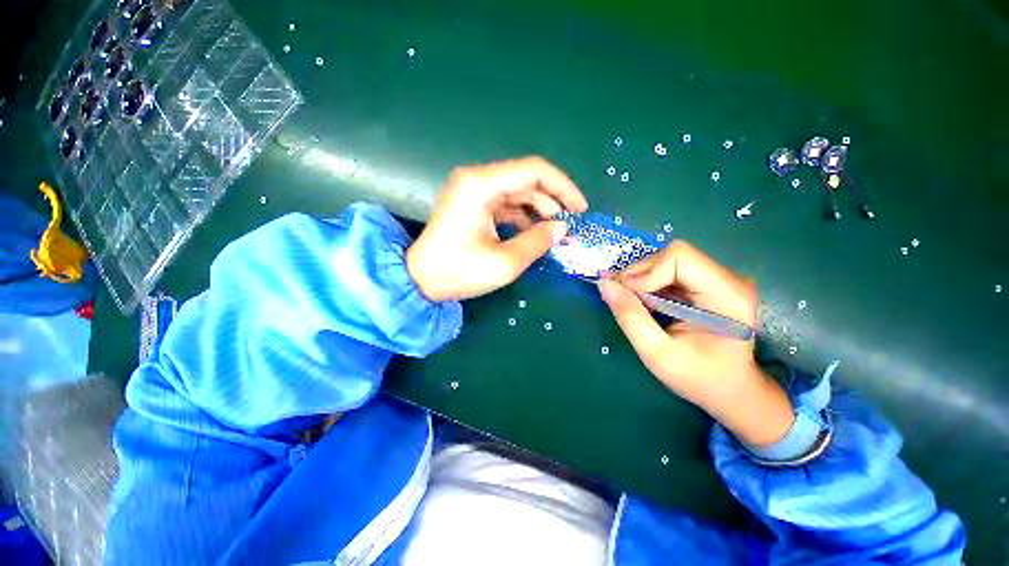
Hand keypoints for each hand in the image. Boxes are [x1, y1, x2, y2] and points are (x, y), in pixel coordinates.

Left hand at [407, 157, 588, 301]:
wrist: (420, 280)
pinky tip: (535, 232)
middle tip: (571, 225)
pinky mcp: (474, 204)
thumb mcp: (504, 263)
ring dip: (540, 209)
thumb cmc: (458, 272)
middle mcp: (477, 180)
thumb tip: (562, 228)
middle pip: (527, 179)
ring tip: (556, 231)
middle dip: (553, 201)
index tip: (580, 209)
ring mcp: (474, 191)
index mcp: (481, 185)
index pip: (533, 170)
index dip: (563, 187)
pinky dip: (524, 216)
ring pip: (518, 191)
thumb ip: (537, 242)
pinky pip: (507, 203)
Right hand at [598, 241, 793, 446]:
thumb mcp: (656, 353)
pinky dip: (649, 284)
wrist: (730, 390)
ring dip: (641, 280)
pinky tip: (645, 303)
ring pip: (666, 261)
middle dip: (639, 275)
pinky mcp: (707, 283)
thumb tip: (604, 284)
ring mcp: (718, 279)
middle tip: (622, 300)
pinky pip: (668, 271)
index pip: (679, 258)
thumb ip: (629, 317)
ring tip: (634, 305)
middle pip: (671, 256)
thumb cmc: (698, 378)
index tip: (626, 296)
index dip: (646, 272)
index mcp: (727, 295)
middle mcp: (727, 279)